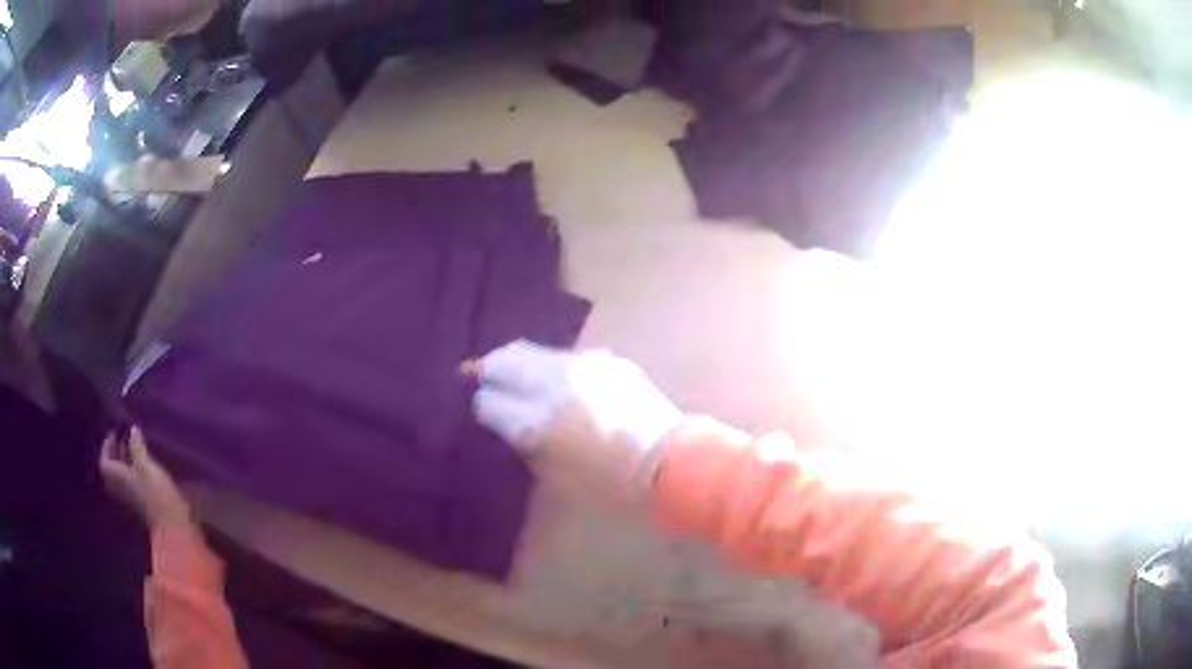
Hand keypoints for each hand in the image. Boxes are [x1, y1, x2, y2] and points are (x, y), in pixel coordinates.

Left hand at [100, 427, 192, 529]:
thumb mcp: (146, 465)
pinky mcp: (141, 504)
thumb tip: (132, 429)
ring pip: (121, 477)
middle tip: (122, 439)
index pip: (104, 461)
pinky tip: (141, 467)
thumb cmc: (155, 492)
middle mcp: (119, 487)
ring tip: (132, 450)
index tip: (114, 433)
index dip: (106, 447)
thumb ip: (137, 447)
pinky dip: (132, 473)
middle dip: (114, 454)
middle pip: (111, 470)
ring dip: (123, 463)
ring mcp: (130, 498)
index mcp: (116, 477)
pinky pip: (130, 484)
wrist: (172, 524)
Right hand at [471, 340, 684, 497]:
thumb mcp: (556, 473)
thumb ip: (526, 441)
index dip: (482, 404)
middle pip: (507, 359)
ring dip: (519, 363)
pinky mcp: (607, 361)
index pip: (491, 400)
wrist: (671, 462)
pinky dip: (549, 367)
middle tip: (477, 375)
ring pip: (535, 352)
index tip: (479, 407)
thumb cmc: (612, 483)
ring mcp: (584, 365)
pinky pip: (565, 358)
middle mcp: (556, 381)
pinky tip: (554, 381)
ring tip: (513, 375)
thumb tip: (509, 418)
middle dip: (489, 368)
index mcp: (540, 419)